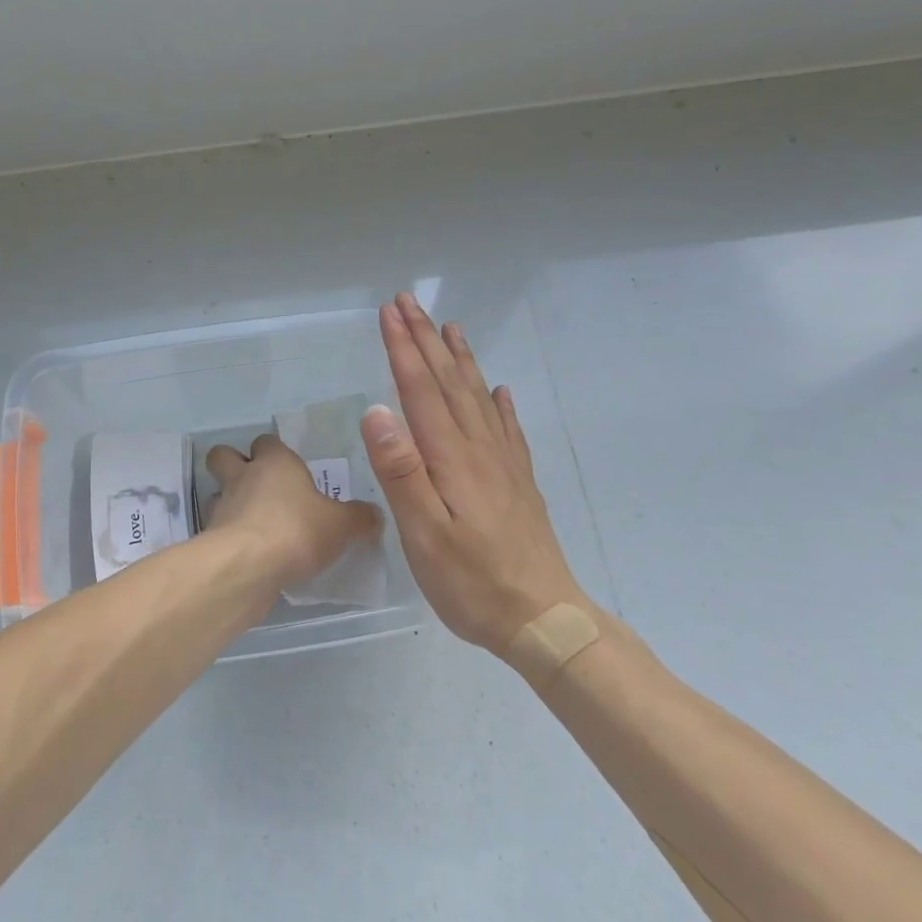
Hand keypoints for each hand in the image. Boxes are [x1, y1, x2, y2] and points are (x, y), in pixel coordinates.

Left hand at [204, 434, 382, 589]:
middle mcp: (243, 476)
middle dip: (234, 465)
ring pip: (218, 493)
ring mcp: (222, 506)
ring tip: (254, 525)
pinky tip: (249, 554)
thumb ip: (359, 518)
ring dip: (230, 504)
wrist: (247, 567)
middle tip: (257, 486)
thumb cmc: (297, 530)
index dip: (274, 452)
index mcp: (275, 462)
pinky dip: (229, 538)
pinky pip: (218, 530)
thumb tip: (373, 515)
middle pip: (224, 455)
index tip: (289, 469)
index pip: (267, 441)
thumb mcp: (342, 525)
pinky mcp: (210, 538)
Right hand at [361, 293, 588, 651]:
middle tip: (408, 302)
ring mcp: (503, 464)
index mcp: (451, 456)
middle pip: (449, 381)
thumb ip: (400, 470)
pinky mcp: (518, 482)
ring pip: (478, 396)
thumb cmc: (471, 581)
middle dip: (426, 339)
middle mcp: (479, 448)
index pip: (420, 389)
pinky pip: (507, 428)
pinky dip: (499, 402)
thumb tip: (377, 410)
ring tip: (450, 328)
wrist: (543, 619)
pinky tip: (500, 391)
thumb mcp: (423, 533)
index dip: (403, 348)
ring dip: (460, 359)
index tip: (388, 311)